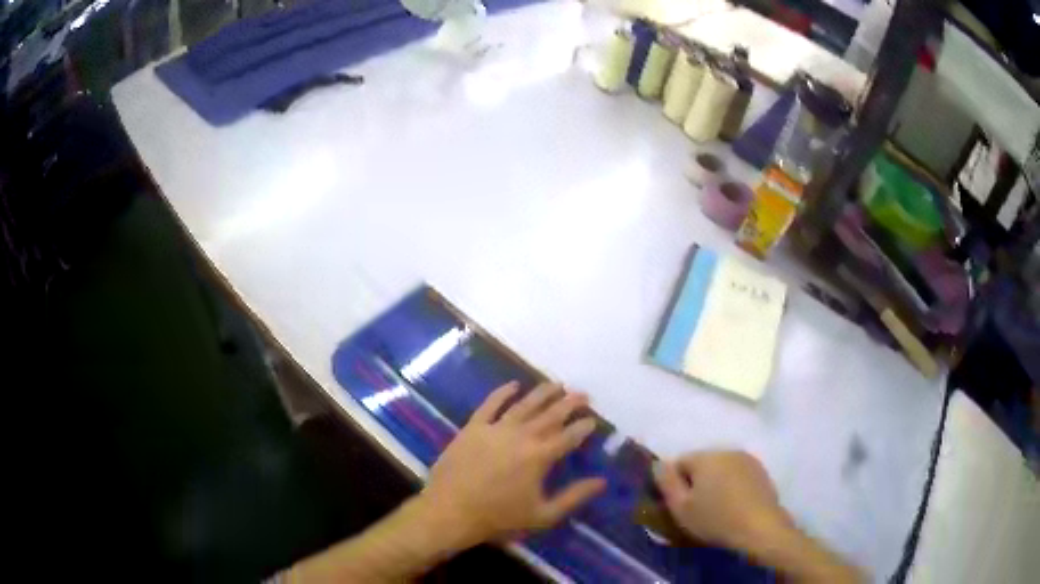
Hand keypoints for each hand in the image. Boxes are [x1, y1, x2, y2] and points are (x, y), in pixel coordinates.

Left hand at [416, 381, 606, 545]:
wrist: (450, 511)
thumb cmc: (499, 518)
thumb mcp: (543, 515)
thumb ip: (574, 497)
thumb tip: (601, 481)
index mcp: (539, 457)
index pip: (568, 437)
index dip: (583, 428)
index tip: (593, 420)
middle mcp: (521, 436)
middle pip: (550, 415)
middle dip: (569, 404)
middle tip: (583, 395)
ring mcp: (495, 429)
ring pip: (524, 405)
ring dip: (543, 393)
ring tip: (557, 384)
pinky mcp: (473, 427)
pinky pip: (490, 404)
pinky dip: (503, 393)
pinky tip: (514, 385)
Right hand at [653, 450, 791, 554]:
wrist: (760, 528)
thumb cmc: (715, 519)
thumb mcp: (681, 508)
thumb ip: (666, 483)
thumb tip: (658, 464)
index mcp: (706, 457)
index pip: (680, 461)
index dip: (673, 482)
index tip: (676, 504)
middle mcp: (727, 451)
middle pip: (702, 463)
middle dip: (696, 481)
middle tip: (694, 508)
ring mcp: (748, 460)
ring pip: (721, 469)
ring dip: (715, 483)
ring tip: (715, 508)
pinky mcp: (762, 472)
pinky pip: (738, 475)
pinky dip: (732, 487)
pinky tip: (733, 506)